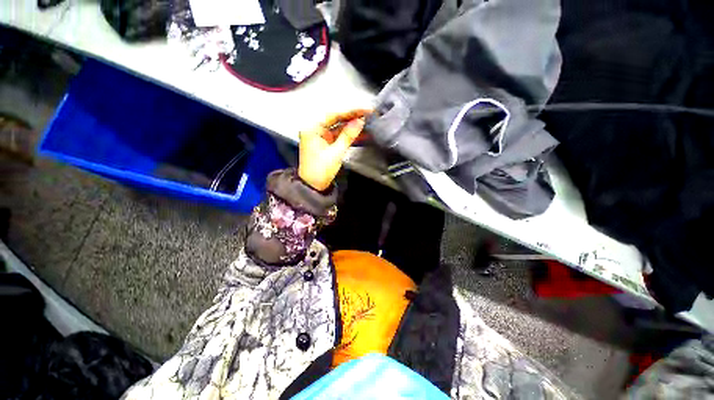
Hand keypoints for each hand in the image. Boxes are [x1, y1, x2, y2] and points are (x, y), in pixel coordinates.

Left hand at [298, 110, 370, 190]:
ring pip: (338, 126)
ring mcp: (320, 136)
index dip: (351, 111)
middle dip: (352, 117)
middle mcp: (314, 129)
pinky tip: (360, 133)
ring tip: (367, 122)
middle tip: (368, 113)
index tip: (365, 109)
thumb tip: (360, 121)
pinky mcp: (325, 143)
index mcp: (312, 128)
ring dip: (351, 126)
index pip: (333, 114)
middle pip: (335, 118)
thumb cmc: (320, 171)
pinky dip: (348, 135)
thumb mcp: (336, 153)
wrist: (313, 187)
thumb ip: (348, 135)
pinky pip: (338, 135)